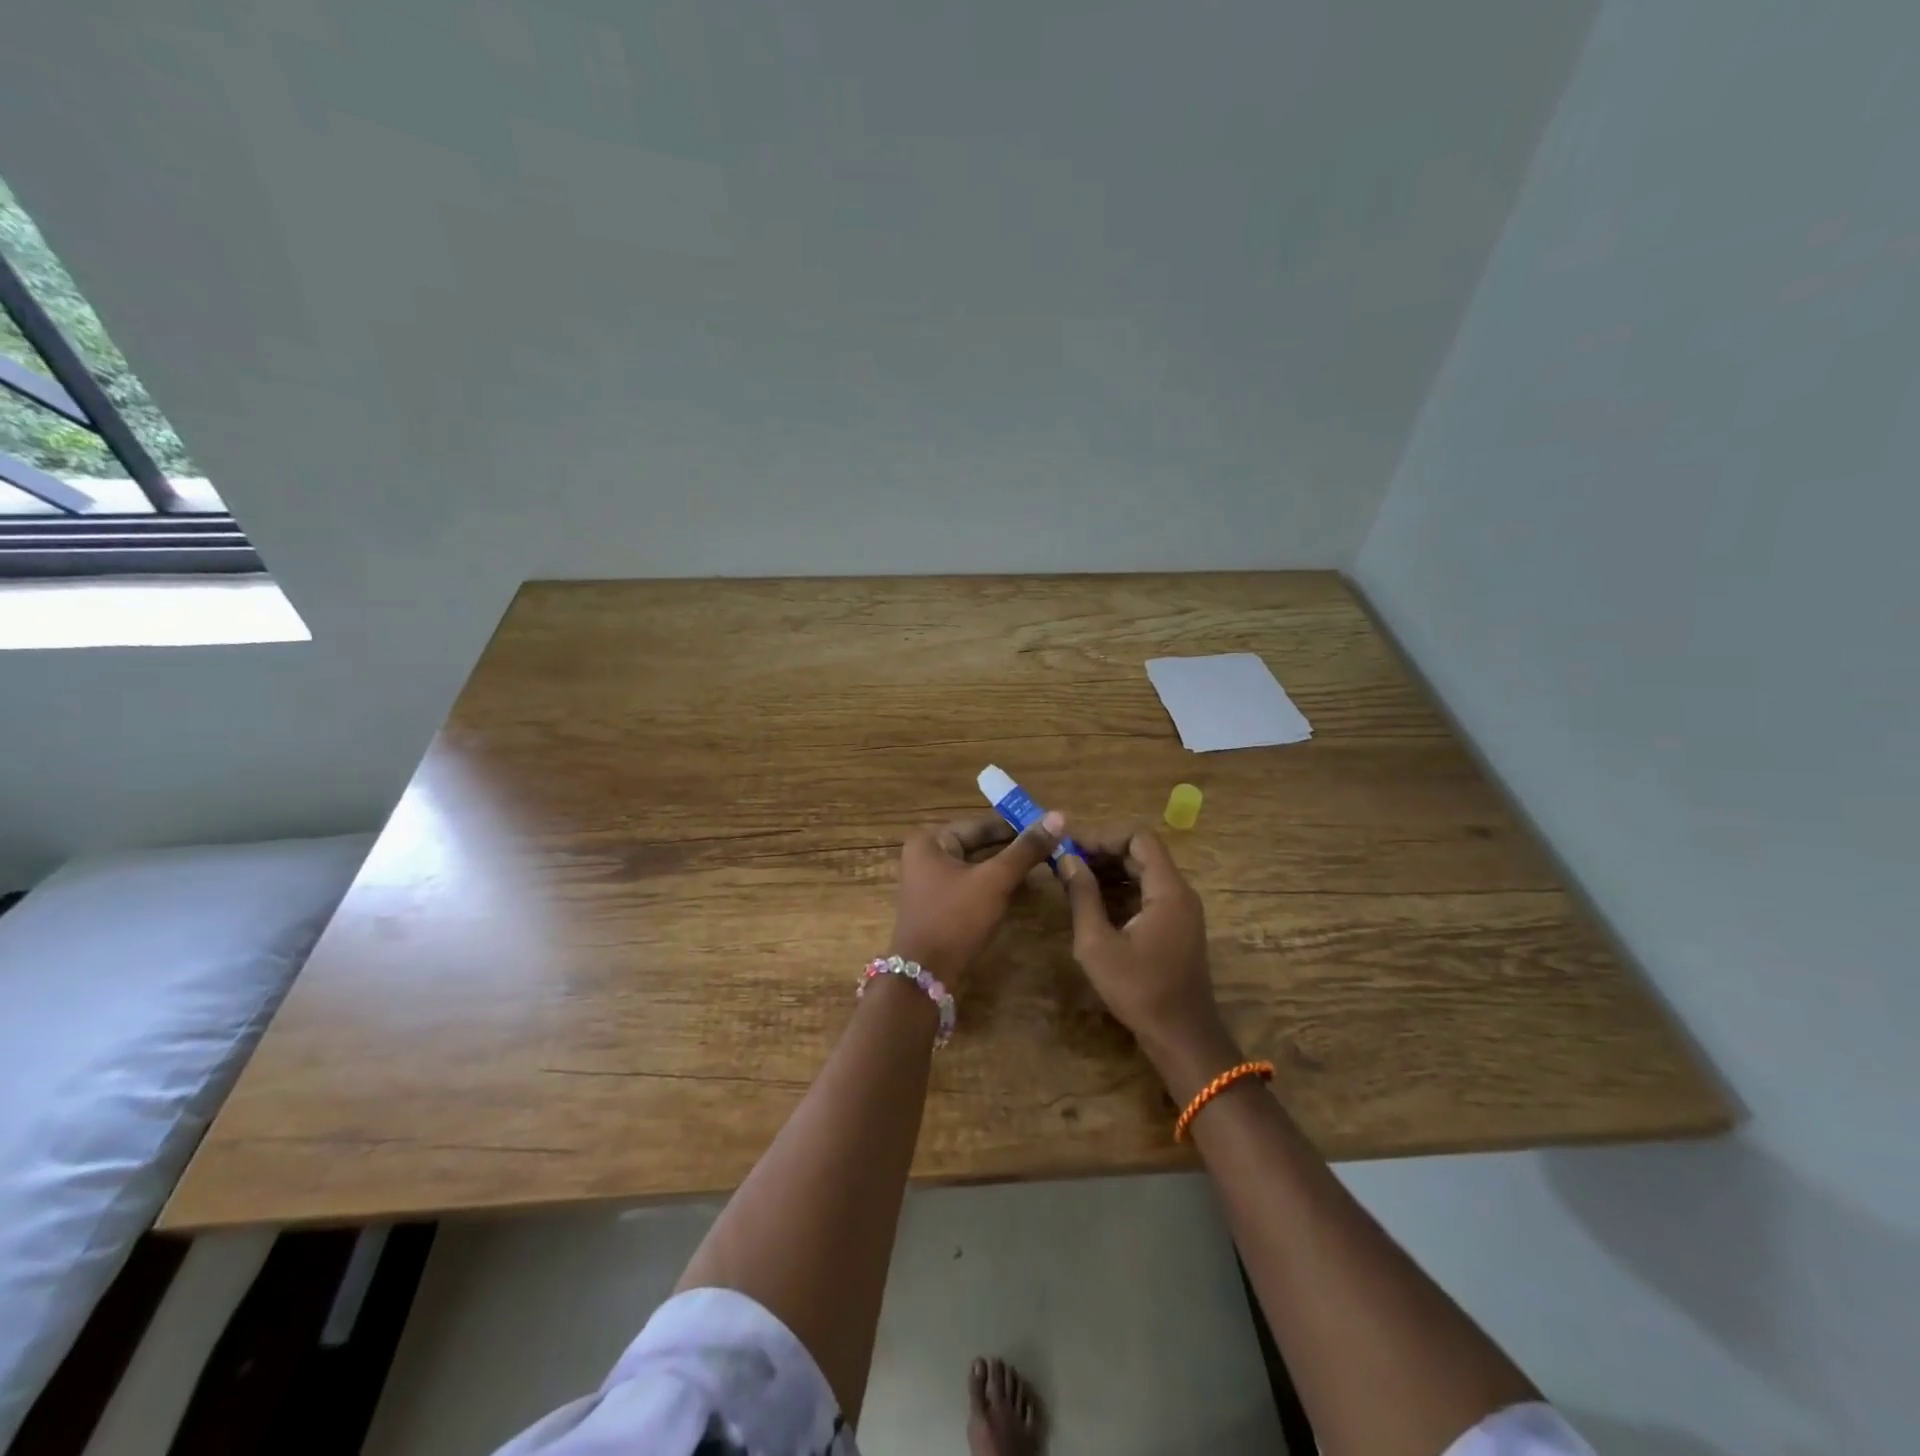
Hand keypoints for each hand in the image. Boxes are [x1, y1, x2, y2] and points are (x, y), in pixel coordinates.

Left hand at [889, 812, 1063, 981]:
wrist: (925, 976)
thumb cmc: (956, 919)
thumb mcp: (995, 880)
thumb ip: (1026, 849)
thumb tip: (1059, 816)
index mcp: (931, 840)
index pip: (982, 824)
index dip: (1018, 824)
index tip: (1051, 825)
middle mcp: (926, 855)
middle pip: (979, 844)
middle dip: (1014, 846)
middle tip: (1053, 845)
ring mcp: (931, 882)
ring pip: (978, 865)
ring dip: (1007, 866)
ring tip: (1045, 864)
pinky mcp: (940, 905)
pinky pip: (972, 885)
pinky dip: (995, 884)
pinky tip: (1022, 887)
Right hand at [1059, 826, 1236, 1092]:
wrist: (1181, 1037)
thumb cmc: (1138, 990)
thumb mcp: (1098, 944)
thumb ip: (1082, 896)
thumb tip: (1067, 860)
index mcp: (1168, 890)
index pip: (1139, 838)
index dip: (1104, 836)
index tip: (1072, 847)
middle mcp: (1180, 893)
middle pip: (1142, 854)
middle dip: (1103, 852)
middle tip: (1065, 862)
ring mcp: (1181, 911)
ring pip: (1144, 874)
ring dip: (1110, 872)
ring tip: (1072, 879)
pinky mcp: (1176, 928)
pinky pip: (1148, 894)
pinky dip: (1121, 891)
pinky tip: (1092, 903)